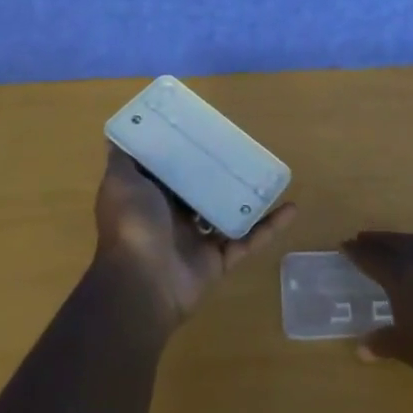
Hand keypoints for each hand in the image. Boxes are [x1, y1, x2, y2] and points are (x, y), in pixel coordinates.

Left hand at [94, 144, 294, 326]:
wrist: (142, 284)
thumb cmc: (133, 225)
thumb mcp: (120, 182)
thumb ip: (124, 158)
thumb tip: (122, 130)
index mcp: (150, 198)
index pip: (168, 170)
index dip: (183, 151)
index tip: (204, 128)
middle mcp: (172, 218)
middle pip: (201, 190)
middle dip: (218, 172)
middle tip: (242, 146)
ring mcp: (197, 241)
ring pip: (227, 214)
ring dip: (247, 197)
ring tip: (269, 174)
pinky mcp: (219, 261)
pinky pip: (248, 241)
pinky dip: (269, 227)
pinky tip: (291, 207)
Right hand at [340, 231, 412, 393]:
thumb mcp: (408, 351)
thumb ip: (384, 343)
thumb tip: (361, 348)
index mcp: (403, 277)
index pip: (374, 258)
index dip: (358, 252)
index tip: (345, 244)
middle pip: (397, 243)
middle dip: (379, 240)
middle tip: (365, 238)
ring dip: (406, 241)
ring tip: (397, 244)